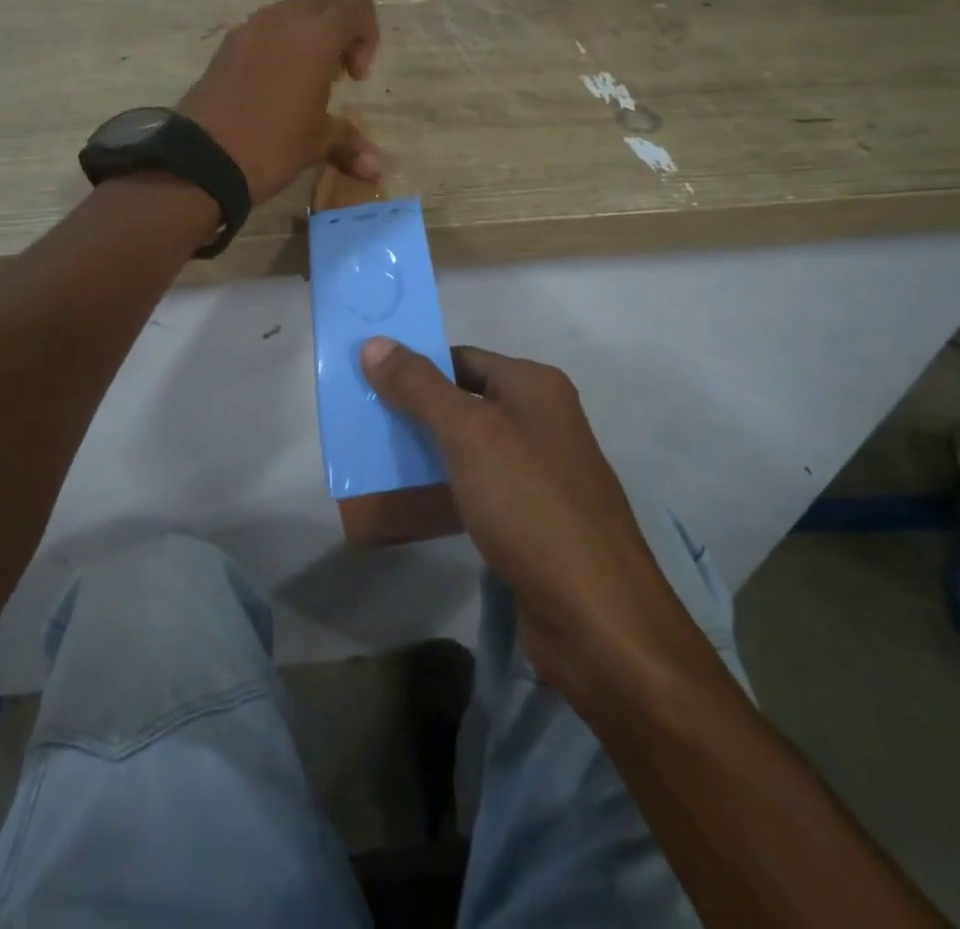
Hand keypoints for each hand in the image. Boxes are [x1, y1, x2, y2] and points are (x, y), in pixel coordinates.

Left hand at [179, 0, 380, 202]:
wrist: (201, 159)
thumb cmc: (272, 145)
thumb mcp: (316, 144)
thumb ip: (348, 142)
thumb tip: (375, 168)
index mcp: (316, 36)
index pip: (356, 6)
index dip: (367, 35)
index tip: (356, 76)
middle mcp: (282, 20)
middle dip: (335, 24)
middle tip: (335, 69)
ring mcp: (248, 29)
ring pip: (287, 10)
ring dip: (303, 33)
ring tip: (303, 81)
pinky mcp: (225, 47)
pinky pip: (260, 30)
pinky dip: (275, 45)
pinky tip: (272, 87)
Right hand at [360, 338, 674, 694]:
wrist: (596, 616)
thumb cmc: (528, 503)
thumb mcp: (468, 434)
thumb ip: (419, 386)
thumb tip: (374, 342)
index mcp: (534, 386)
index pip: (461, 358)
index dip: (415, 366)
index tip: (367, 381)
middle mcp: (541, 420)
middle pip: (464, 401)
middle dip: (414, 411)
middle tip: (364, 421)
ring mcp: (540, 471)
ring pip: (469, 447)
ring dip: (426, 452)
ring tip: (375, 460)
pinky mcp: (532, 518)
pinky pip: (479, 488)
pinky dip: (446, 489)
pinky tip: (411, 503)